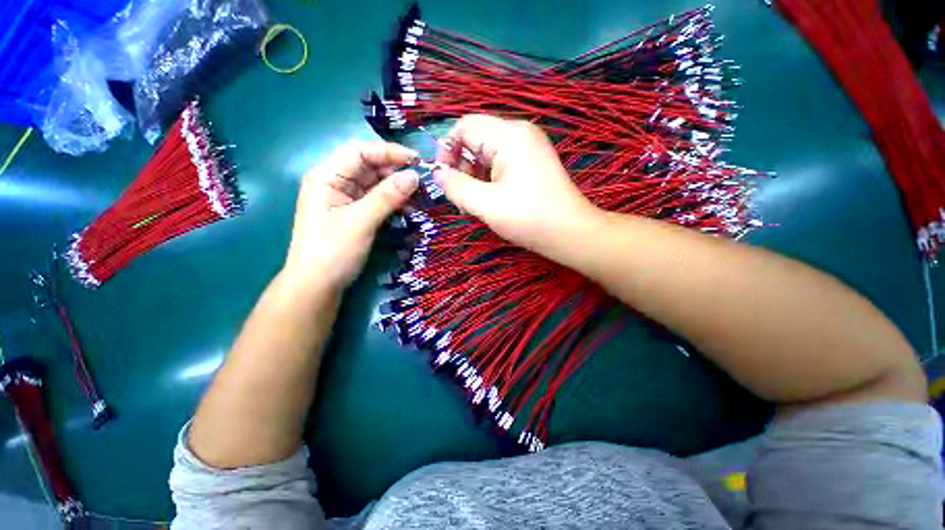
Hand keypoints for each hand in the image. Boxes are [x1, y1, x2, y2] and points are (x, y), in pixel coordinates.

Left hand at [284, 141, 419, 292]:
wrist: (318, 287)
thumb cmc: (332, 252)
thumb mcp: (361, 221)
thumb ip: (387, 196)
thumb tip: (414, 176)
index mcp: (327, 176)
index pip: (360, 152)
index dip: (389, 152)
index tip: (416, 160)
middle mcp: (336, 183)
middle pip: (370, 167)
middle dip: (396, 172)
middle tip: (422, 183)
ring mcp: (346, 199)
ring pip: (377, 185)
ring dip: (398, 190)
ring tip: (419, 199)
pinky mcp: (356, 213)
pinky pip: (378, 201)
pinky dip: (394, 203)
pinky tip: (409, 210)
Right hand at [433, 115, 598, 252]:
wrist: (570, 233)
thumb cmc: (528, 218)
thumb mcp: (485, 204)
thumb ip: (455, 186)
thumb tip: (436, 173)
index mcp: (509, 135)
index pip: (464, 127)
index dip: (447, 150)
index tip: (443, 178)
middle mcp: (520, 133)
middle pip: (476, 139)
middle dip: (462, 167)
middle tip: (461, 197)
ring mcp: (528, 148)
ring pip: (487, 154)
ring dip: (475, 176)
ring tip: (476, 203)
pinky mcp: (532, 162)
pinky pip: (501, 163)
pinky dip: (489, 179)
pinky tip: (490, 200)